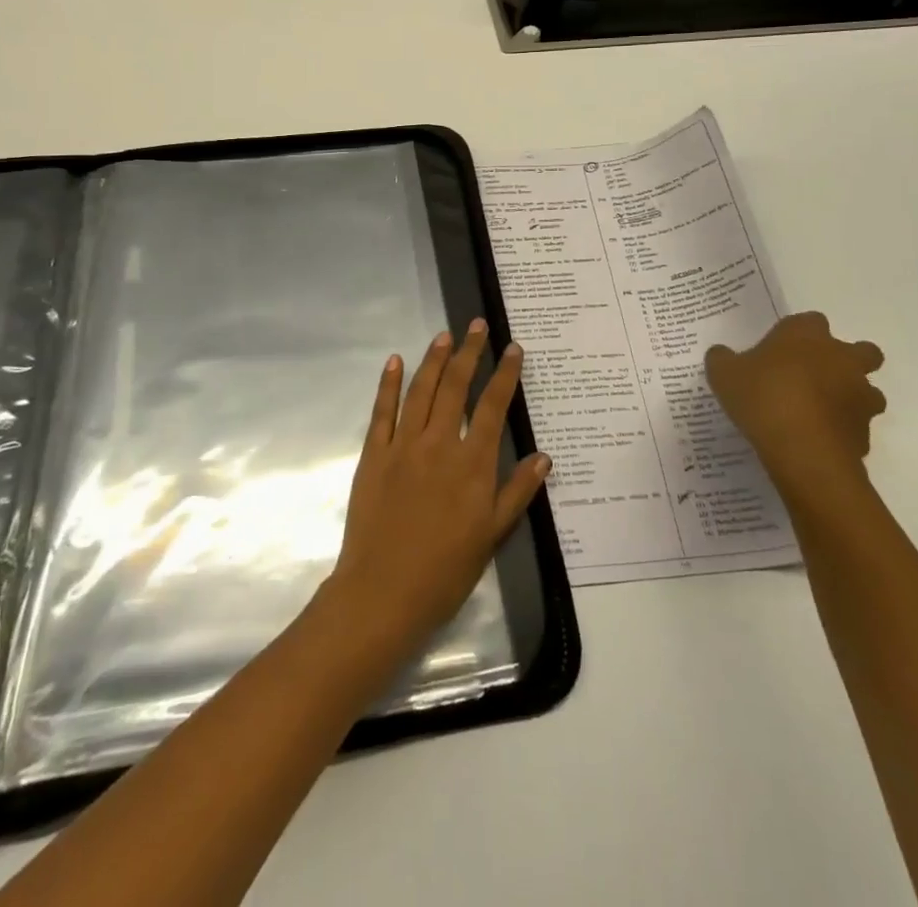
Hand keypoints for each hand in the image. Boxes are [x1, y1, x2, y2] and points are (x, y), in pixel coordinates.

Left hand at [324, 321, 550, 659]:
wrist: (384, 592)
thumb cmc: (445, 569)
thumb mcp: (492, 534)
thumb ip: (517, 491)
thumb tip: (544, 456)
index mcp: (472, 463)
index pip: (493, 406)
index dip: (504, 374)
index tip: (513, 348)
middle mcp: (439, 444)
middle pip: (456, 387)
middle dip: (469, 352)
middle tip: (477, 325)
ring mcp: (403, 445)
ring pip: (421, 391)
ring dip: (434, 359)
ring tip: (445, 335)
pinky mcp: (373, 454)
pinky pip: (381, 411)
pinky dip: (389, 383)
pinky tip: (396, 361)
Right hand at [706, 312, 886, 500]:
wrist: (802, 450)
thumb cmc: (762, 397)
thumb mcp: (724, 374)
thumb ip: (722, 359)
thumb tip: (721, 354)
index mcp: (807, 335)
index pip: (810, 321)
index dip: (798, 335)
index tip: (780, 351)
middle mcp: (841, 358)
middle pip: (862, 350)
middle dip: (847, 361)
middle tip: (817, 377)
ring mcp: (860, 395)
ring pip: (868, 390)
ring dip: (851, 398)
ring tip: (819, 413)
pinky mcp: (866, 431)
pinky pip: (857, 426)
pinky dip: (843, 431)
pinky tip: (817, 441)